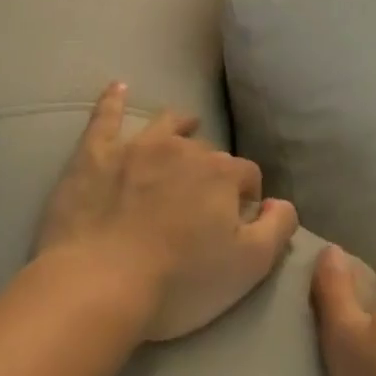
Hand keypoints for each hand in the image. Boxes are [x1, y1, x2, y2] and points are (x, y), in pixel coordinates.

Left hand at [36, 81, 298, 339]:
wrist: (97, 288)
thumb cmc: (179, 281)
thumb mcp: (250, 265)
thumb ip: (279, 226)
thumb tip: (281, 202)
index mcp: (223, 173)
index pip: (248, 175)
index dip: (246, 198)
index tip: (237, 222)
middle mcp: (185, 149)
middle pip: (207, 154)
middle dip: (211, 172)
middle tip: (201, 204)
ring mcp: (137, 148)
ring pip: (167, 126)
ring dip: (180, 126)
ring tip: (185, 127)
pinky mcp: (94, 156)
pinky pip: (105, 118)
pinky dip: (113, 102)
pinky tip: (118, 87)